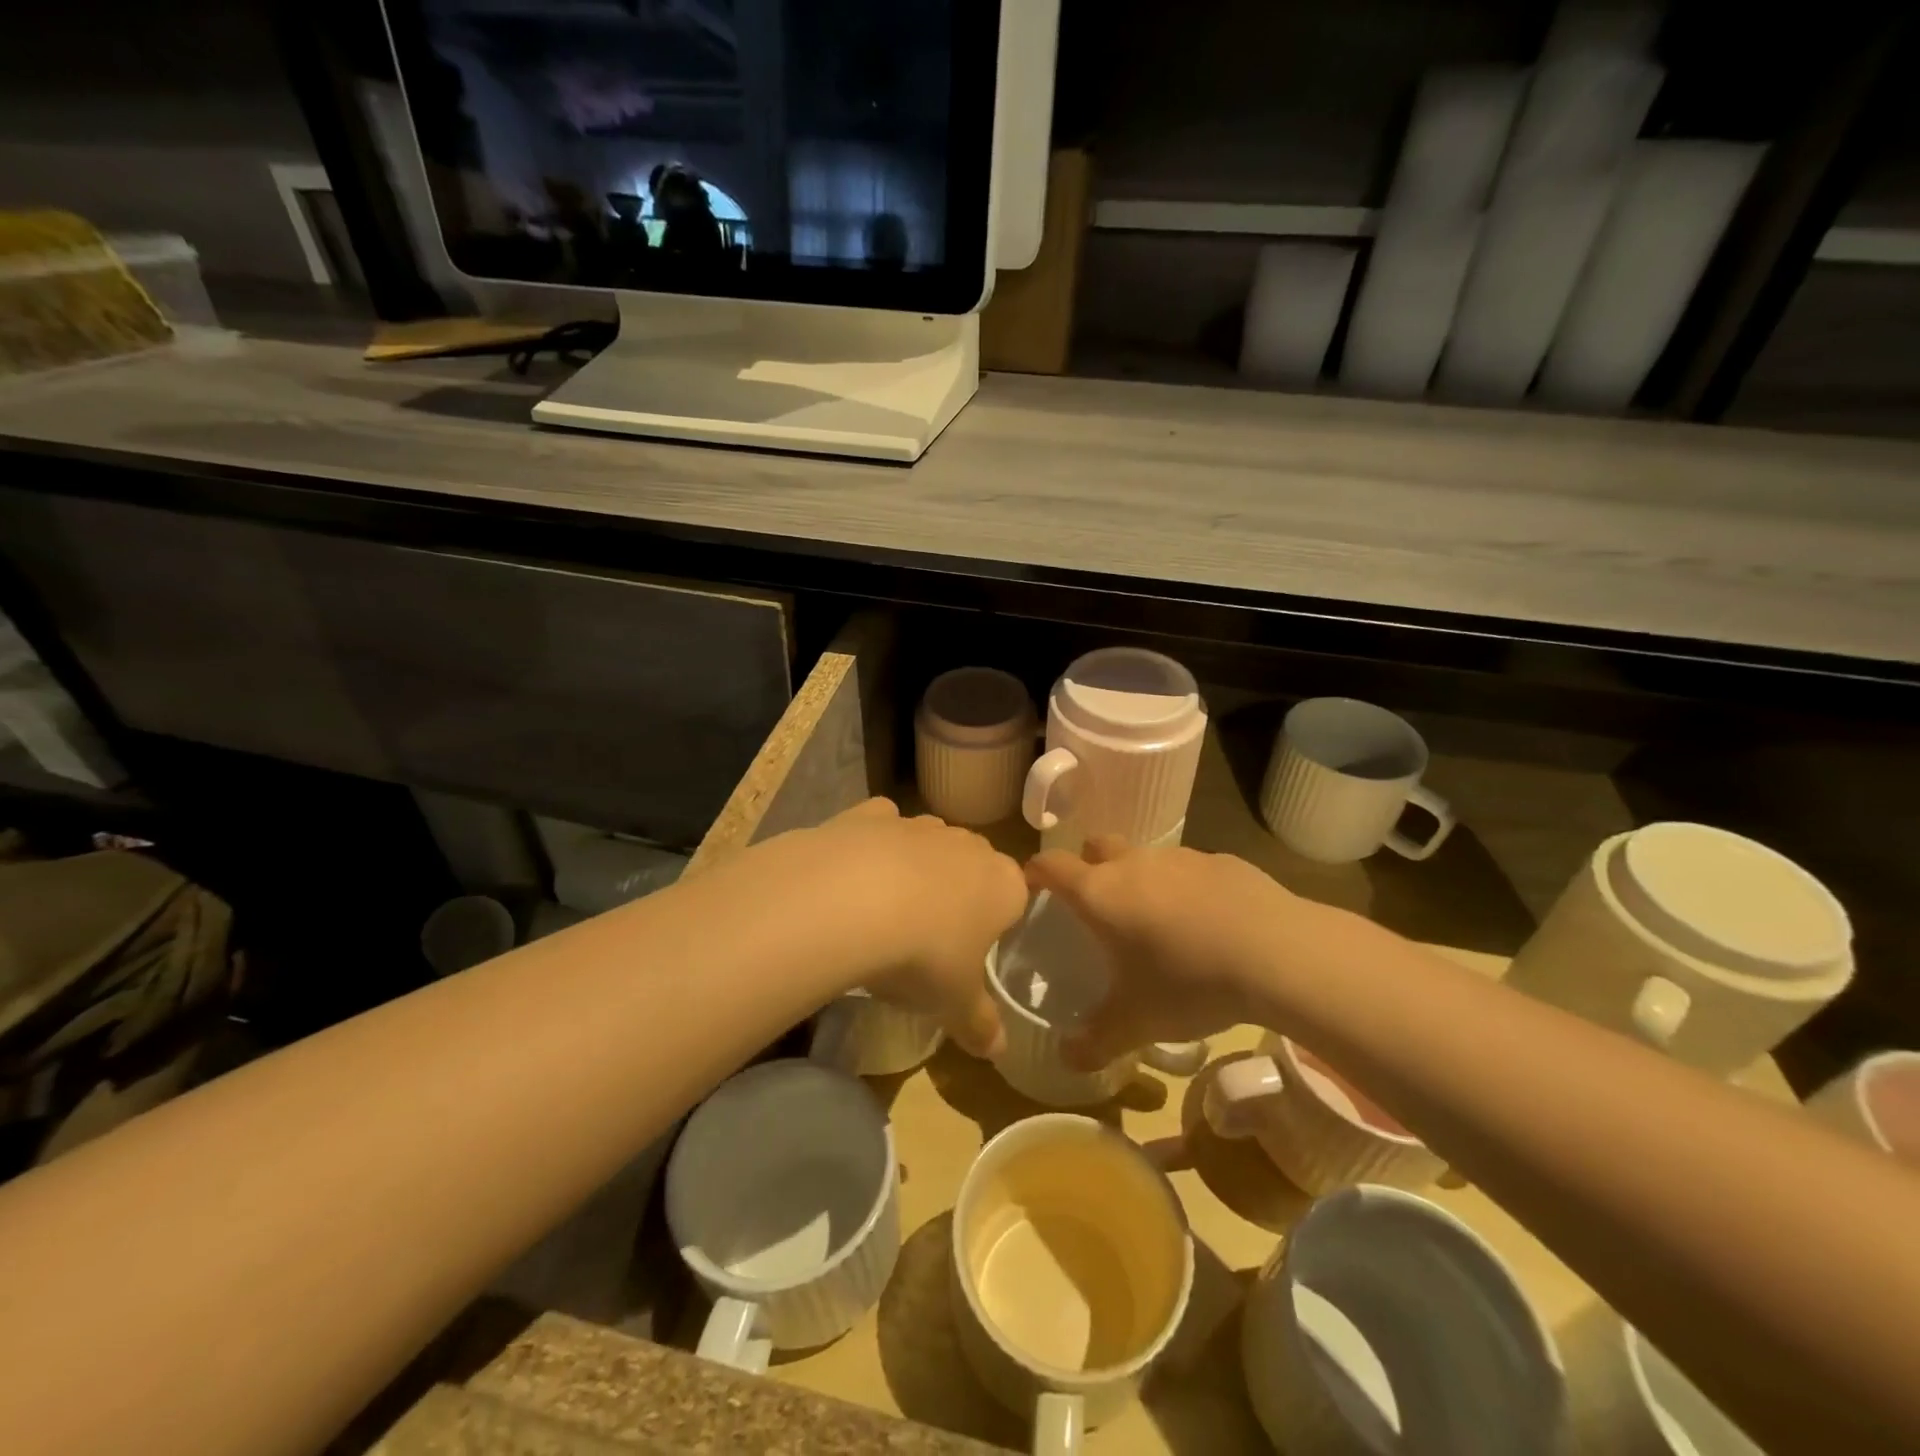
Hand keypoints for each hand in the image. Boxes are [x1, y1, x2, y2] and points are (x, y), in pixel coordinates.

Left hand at [777, 799, 1026, 1057]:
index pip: (1016, 897)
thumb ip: (981, 1025)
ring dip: (916, 867)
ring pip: (928, 842)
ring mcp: (918, 824)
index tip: (972, 952)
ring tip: (886, 911)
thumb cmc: (924, 955)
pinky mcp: (871, 814)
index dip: (997, 924)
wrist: (850, 901)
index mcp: (1003, 884)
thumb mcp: (955, 1004)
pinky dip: (873, 843)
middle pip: (972, 865)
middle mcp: (967, 844)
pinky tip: (853, 873)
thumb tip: (998, 1052)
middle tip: (930, 937)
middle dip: (958, 892)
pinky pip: (881, 826)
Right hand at [1025, 836, 1320, 1067]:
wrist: (1278, 953)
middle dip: (1089, 866)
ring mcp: (1180, 857)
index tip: (1032, 889)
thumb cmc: (1189, 982)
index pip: (1051, 867)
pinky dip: (1187, 888)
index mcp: (1100, 893)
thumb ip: (1095, 1041)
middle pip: (1097, 846)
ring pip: (1146, 857)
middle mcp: (1134, 864)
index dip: (1035, 874)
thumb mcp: (1137, 1022)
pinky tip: (1209, 924)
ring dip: (1142, 879)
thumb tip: (1066, 1059)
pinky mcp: (1222, 861)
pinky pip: (1191, 869)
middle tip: (1098, 906)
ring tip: (1159, 922)